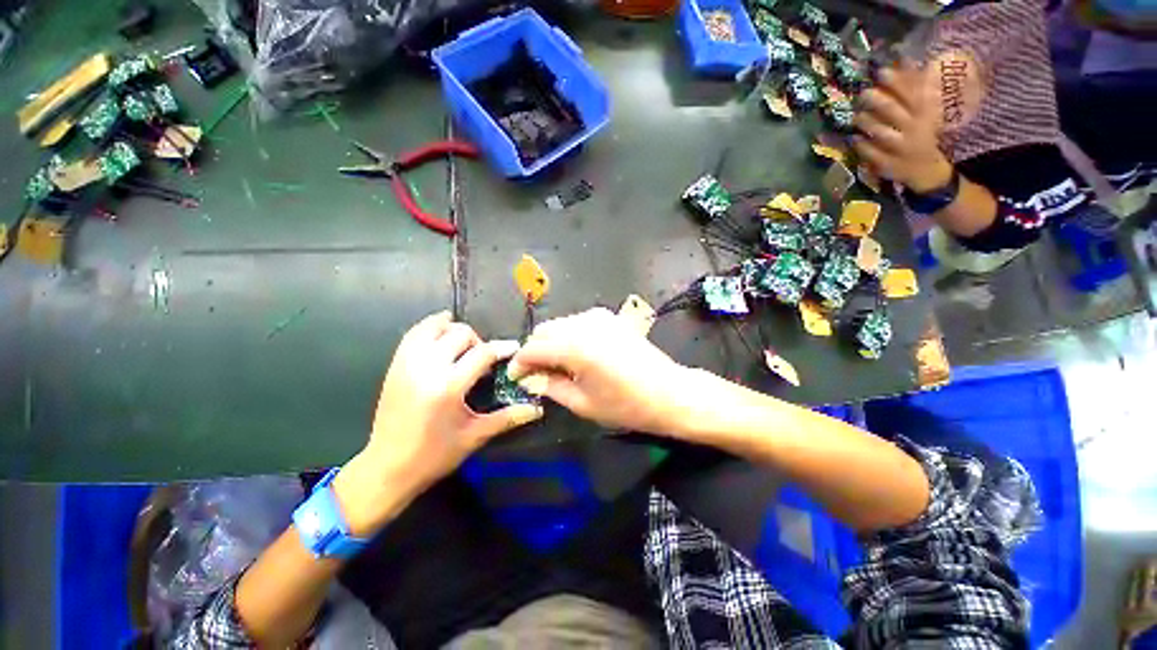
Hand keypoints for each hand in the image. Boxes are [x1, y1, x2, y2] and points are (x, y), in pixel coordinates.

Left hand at [334, 311, 542, 535]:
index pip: (482, 353)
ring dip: (454, 330)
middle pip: (460, 333)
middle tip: (483, 358)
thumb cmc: (434, 455)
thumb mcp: (475, 436)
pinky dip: (430, 327)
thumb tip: (538, 409)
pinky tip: (441, 334)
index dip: (502, 348)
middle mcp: (426, 368)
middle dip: (478, 341)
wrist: (386, 468)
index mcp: (448, 387)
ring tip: (463, 346)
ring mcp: (406, 364)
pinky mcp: (394, 365)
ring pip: (434, 327)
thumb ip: (508, 418)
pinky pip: (413, 334)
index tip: (514, 348)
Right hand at [506, 307, 701, 434]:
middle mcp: (584, 324)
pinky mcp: (609, 318)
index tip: (515, 377)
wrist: (669, 392)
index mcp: (575, 347)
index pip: (533, 348)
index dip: (519, 363)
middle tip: (535, 374)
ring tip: (556, 366)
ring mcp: (599, 317)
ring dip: (550, 343)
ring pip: (560, 325)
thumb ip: (550, 386)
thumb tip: (530, 378)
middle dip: (534, 351)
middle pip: (544, 330)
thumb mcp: (582, 403)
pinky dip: (568, 336)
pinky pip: (577, 323)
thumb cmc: (626, 405)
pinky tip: (575, 355)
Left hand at [853, 63, 953, 193]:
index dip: (897, 81)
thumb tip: (904, 59)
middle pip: (894, 112)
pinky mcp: (888, 164)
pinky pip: (871, 153)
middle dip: (877, 101)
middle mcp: (915, 129)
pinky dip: (861, 144)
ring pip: (881, 132)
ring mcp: (901, 148)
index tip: (881, 71)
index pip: (913, 93)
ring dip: (866, 122)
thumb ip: (915, 87)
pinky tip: (852, 137)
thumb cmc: (923, 133)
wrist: (926, 169)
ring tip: (857, 115)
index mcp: (926, 113)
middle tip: (862, 93)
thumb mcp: (926, 110)